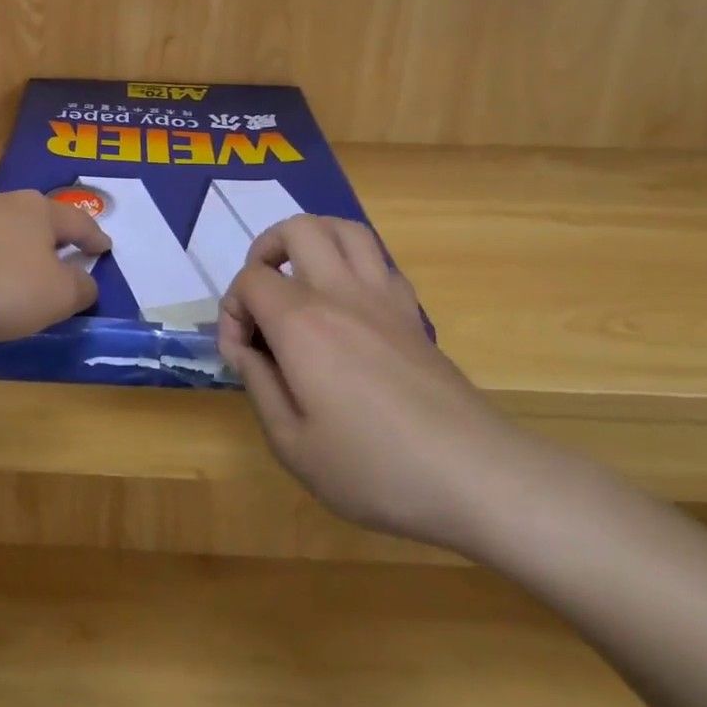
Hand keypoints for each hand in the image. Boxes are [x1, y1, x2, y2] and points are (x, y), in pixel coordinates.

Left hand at [0, 191, 110, 341]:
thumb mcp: (56, 296)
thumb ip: (79, 289)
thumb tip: (85, 282)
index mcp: (39, 212)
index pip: (77, 222)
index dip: (94, 238)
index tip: (105, 247)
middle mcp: (1, 204)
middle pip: (35, 220)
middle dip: (50, 239)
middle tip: (62, 256)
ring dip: (11, 251)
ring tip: (16, 274)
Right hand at [216, 215, 544, 549]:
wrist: (475, 477)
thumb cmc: (373, 468)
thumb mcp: (291, 443)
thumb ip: (258, 385)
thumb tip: (247, 351)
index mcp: (302, 323)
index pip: (250, 280)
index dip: (231, 312)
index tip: (240, 358)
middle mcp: (341, 294)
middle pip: (298, 229)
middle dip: (265, 252)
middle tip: (261, 297)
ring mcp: (384, 299)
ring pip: (346, 230)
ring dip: (313, 242)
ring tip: (299, 280)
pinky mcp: (413, 315)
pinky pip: (378, 262)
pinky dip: (352, 266)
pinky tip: (346, 307)